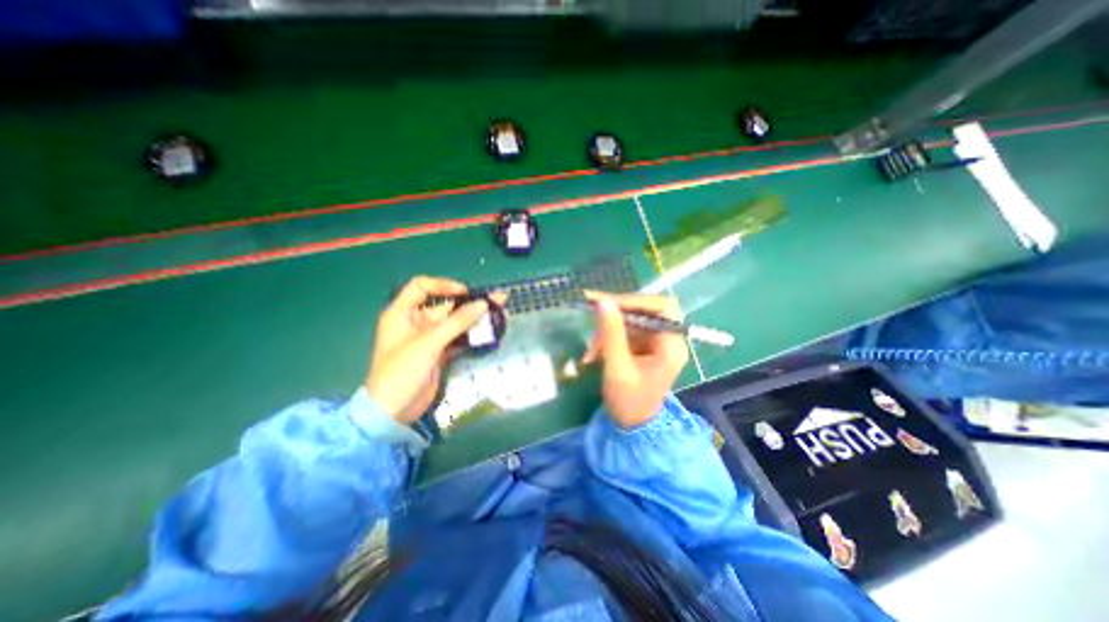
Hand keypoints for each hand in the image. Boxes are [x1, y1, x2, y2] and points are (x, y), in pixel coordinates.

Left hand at [367, 278, 506, 425]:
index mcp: (402, 313)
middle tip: (496, 299)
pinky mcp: (438, 352)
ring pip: (454, 322)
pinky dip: (471, 334)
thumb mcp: (429, 343)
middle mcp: (415, 322)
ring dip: (474, 318)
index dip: (444, 285)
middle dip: (469, 302)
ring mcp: (428, 338)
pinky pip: (457, 337)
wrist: (393, 411)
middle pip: (444, 305)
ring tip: (498, 311)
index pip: (421, 287)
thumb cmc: (402, 371)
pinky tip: (488, 331)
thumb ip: (457, 322)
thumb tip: (483, 304)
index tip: (466, 292)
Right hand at [583, 290, 689, 425]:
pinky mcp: (645, 346)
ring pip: (632, 320)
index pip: (662, 308)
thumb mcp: (617, 367)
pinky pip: (627, 330)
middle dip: (618, 312)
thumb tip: (603, 301)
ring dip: (609, 329)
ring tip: (592, 349)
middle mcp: (668, 339)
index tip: (606, 301)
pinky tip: (596, 351)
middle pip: (646, 310)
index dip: (635, 300)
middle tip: (592, 309)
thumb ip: (612, 333)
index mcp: (671, 346)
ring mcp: (656, 342)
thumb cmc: (629, 401)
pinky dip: (609, 336)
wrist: (632, 426)